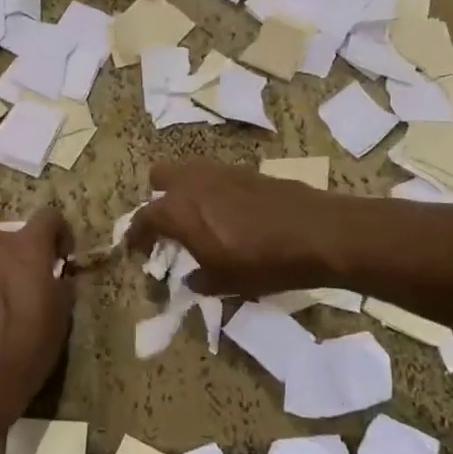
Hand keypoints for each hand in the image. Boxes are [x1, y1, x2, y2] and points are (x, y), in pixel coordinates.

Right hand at [126, 161, 345, 296]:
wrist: (317, 232)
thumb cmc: (262, 262)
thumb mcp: (224, 282)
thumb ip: (199, 279)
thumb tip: (192, 278)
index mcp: (178, 209)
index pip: (144, 218)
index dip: (136, 235)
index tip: (135, 249)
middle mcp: (193, 182)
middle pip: (160, 176)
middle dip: (158, 197)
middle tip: (168, 224)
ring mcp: (221, 171)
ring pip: (189, 172)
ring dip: (186, 191)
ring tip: (199, 219)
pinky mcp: (247, 171)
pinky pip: (216, 177)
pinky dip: (213, 191)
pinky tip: (229, 214)